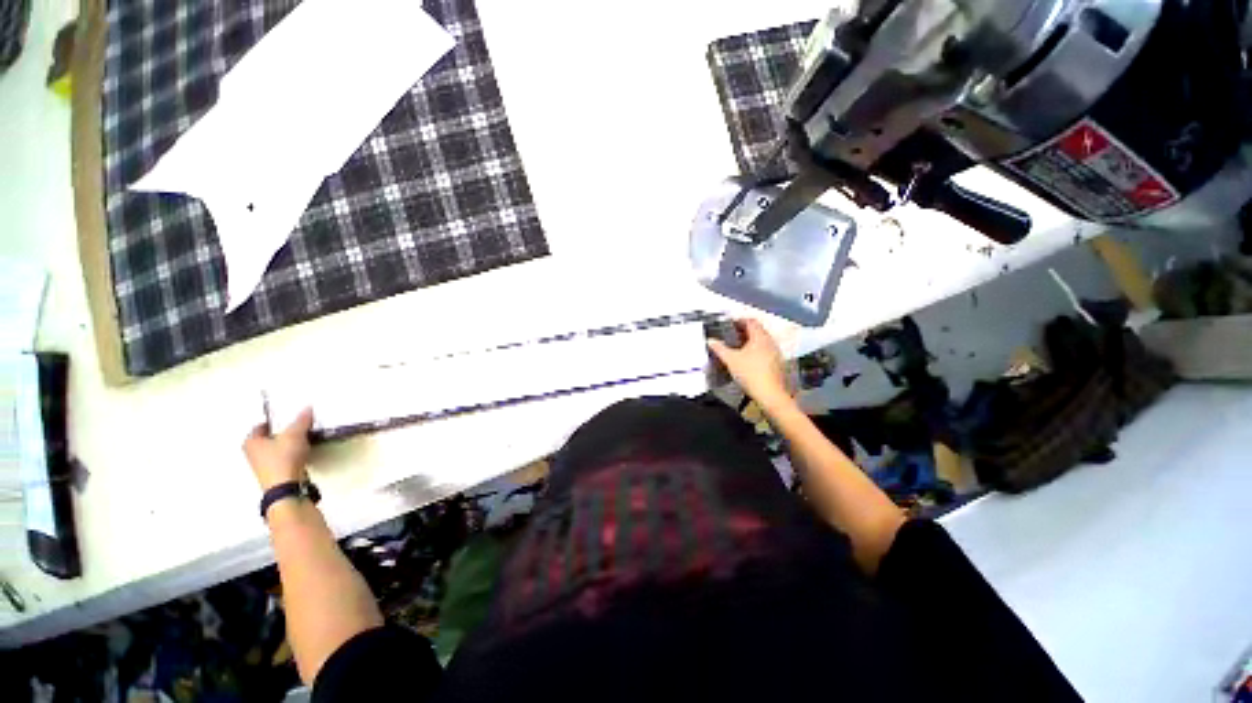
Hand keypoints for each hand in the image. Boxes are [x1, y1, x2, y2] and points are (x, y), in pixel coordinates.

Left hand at [243, 408, 313, 491]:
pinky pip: (283, 458)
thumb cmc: (283, 458)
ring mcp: (263, 465)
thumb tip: (307, 408)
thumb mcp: (295, 434)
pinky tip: (303, 451)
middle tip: (296, 426)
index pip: (261, 425)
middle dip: (282, 432)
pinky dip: (292, 454)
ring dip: (288, 444)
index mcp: (251, 442)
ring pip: (276, 449)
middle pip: (269, 438)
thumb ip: (301, 421)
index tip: (287, 417)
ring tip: (303, 437)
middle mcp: (253, 453)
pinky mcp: (275, 473)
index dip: (274, 420)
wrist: (287, 486)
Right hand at [707, 319, 793, 413]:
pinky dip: (755, 351)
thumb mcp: (730, 360)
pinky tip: (747, 360)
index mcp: (760, 337)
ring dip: (750, 342)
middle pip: (757, 331)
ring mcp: (776, 353)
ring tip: (737, 348)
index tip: (729, 324)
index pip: (750, 321)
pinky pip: (765, 351)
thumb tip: (710, 340)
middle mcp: (770, 342)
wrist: (770, 394)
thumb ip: (719, 348)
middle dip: (744, 332)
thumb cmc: (750, 373)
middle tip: (731, 336)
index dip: (739, 321)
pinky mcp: (777, 364)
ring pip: (761, 342)